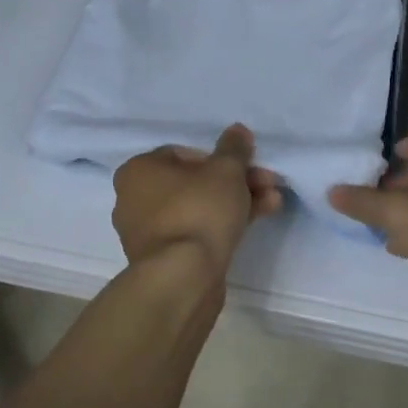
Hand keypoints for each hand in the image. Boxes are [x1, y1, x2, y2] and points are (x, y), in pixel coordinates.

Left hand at [112, 124, 281, 278]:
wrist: (183, 278)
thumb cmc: (199, 211)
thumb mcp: (226, 170)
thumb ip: (234, 148)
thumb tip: (237, 130)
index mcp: (139, 171)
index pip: (184, 153)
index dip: (221, 158)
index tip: (246, 166)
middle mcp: (135, 199)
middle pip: (196, 182)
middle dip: (237, 181)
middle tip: (268, 183)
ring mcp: (148, 233)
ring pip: (199, 208)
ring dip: (236, 202)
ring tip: (273, 203)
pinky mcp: (164, 259)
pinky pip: (196, 232)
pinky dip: (222, 225)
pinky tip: (255, 223)